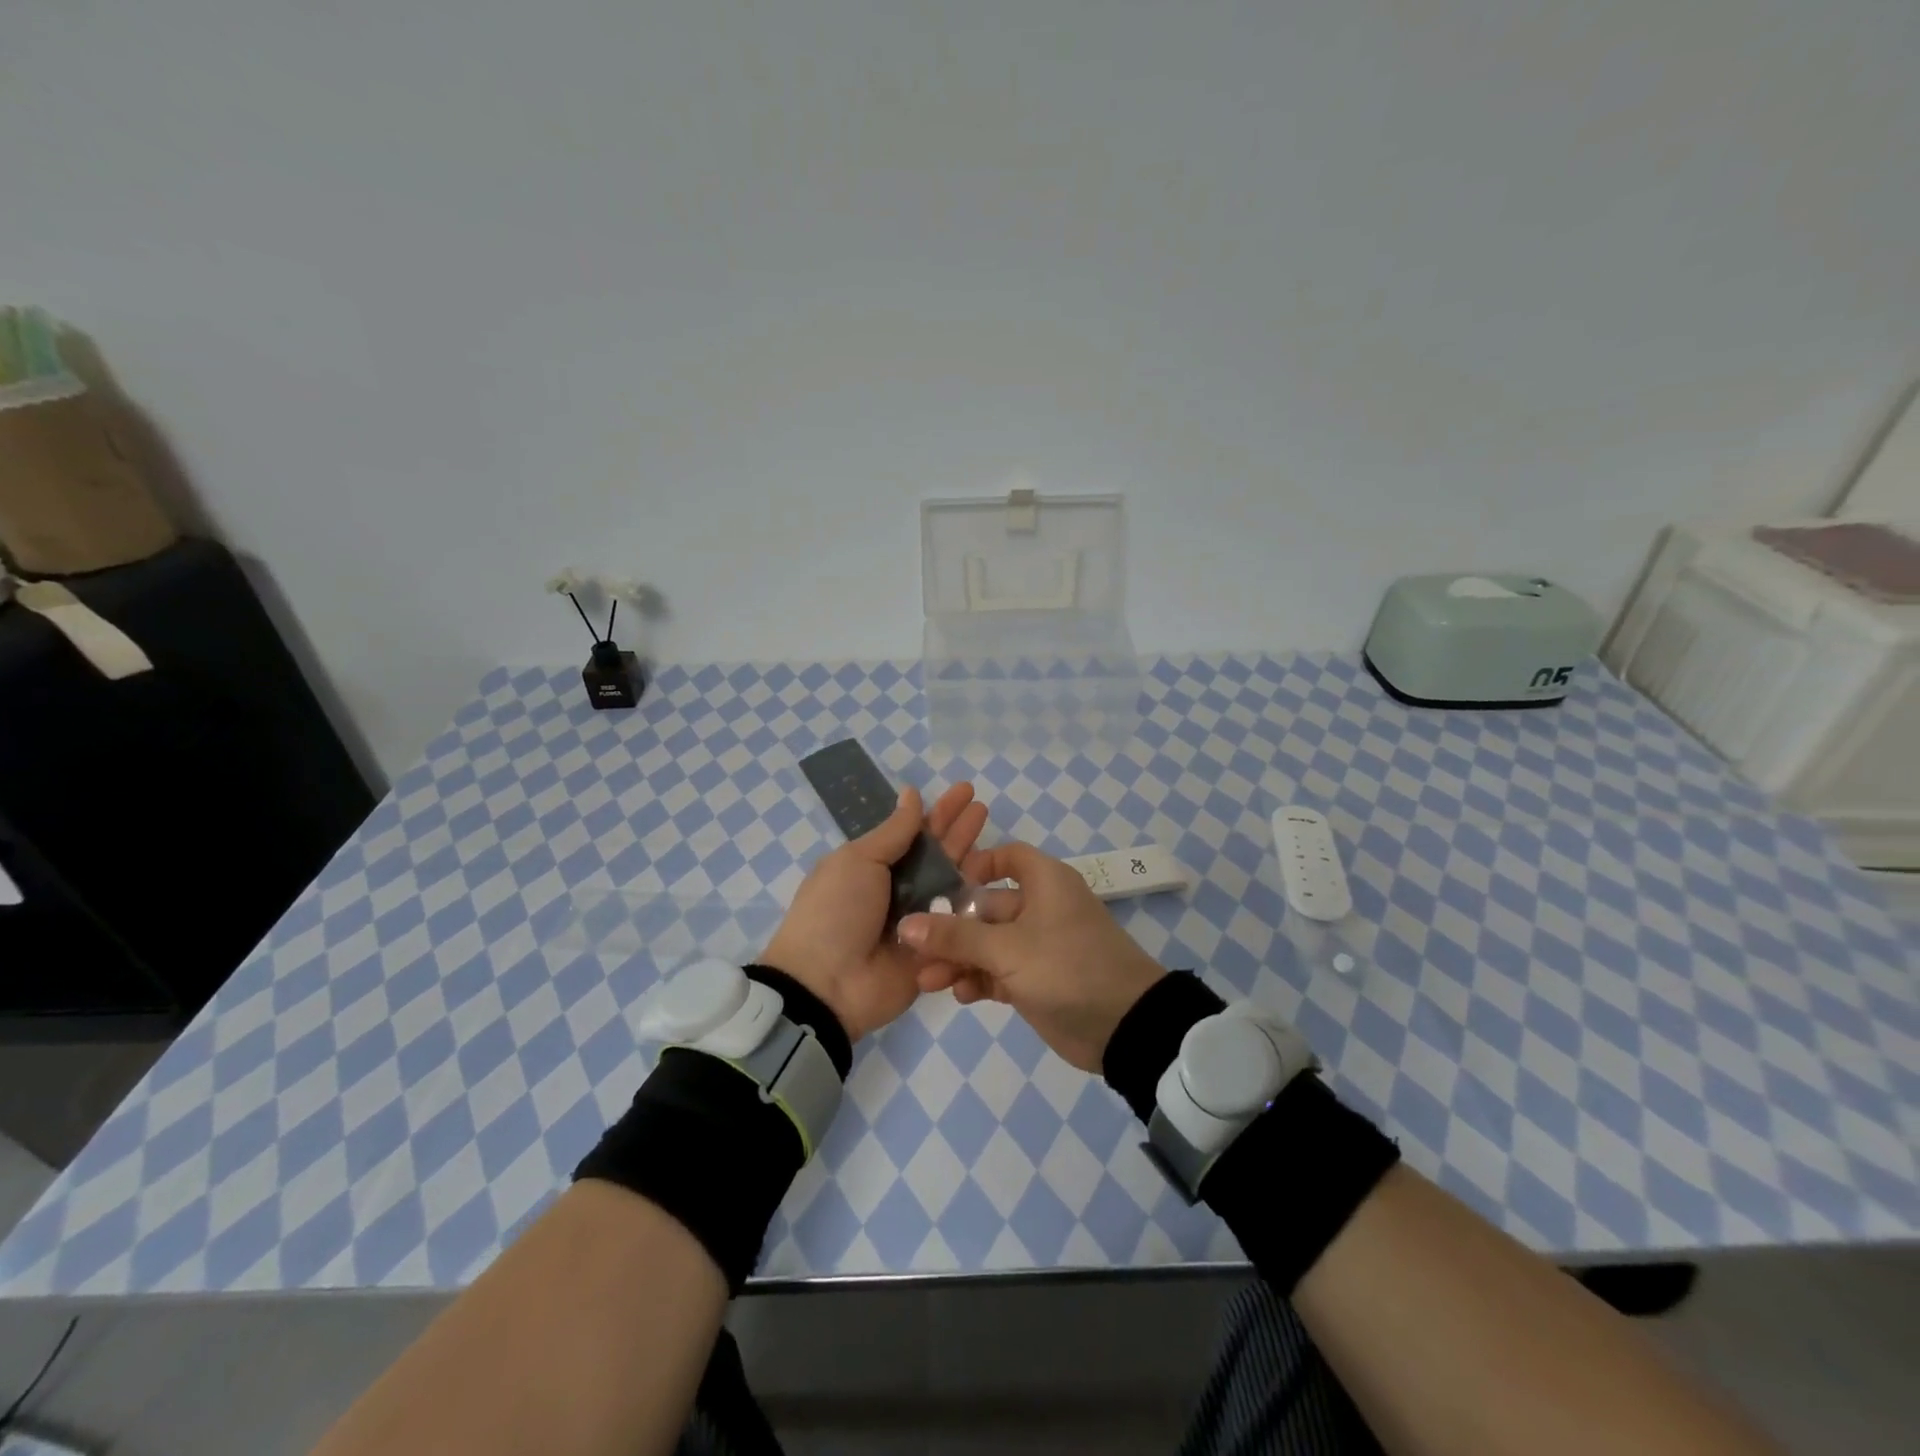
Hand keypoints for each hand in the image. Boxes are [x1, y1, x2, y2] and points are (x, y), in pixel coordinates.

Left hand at [760, 783, 988, 1041]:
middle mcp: (900, 890)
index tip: (965, 791)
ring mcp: (920, 921)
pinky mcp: (936, 951)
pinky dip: (977, 905)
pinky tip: (999, 882)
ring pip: (954, 886)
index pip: (915, 833)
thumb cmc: (836, 912)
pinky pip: (961, 924)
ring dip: (974, 862)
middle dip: (960, 831)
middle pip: (938, 855)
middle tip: (984, 807)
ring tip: (997, 839)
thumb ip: (893, 832)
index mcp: (875, 867)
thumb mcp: (858, 861)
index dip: (940, 812)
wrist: (828, 984)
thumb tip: (910, 794)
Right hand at [897, 842, 1165, 1072]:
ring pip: (988, 944)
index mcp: (1045, 883)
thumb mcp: (1008, 949)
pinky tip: (960, 995)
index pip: (1007, 858)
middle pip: (986, 907)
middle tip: (915, 950)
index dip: (976, 866)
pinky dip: (979, 980)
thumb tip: (906, 924)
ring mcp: (1039, 946)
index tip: (942, 886)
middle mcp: (1041, 908)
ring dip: (959, 959)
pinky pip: (999, 972)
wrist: (1126, 1027)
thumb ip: (955, 937)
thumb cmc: (1068, 967)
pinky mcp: (1037, 980)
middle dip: (951, 929)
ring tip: (927, 981)